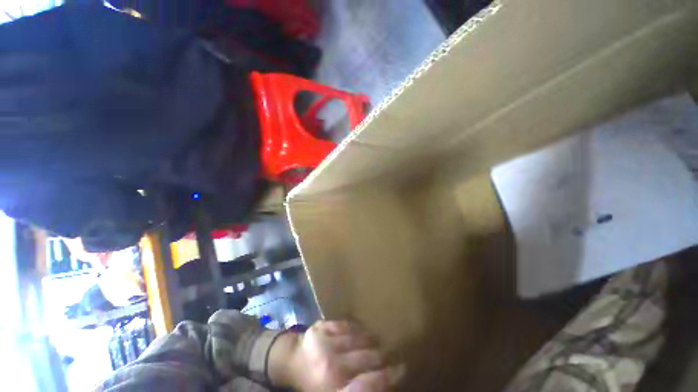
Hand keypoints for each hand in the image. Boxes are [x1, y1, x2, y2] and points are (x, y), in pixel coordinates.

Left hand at [268, 320, 403, 391]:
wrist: (290, 362)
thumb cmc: (314, 384)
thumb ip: (357, 387)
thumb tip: (383, 381)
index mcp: (334, 389)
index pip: (367, 386)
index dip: (387, 377)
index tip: (401, 369)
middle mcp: (330, 367)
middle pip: (368, 358)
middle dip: (382, 356)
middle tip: (389, 353)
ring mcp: (325, 343)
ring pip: (359, 338)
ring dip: (372, 340)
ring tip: (377, 341)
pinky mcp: (322, 327)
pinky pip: (347, 325)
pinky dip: (357, 328)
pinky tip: (361, 331)